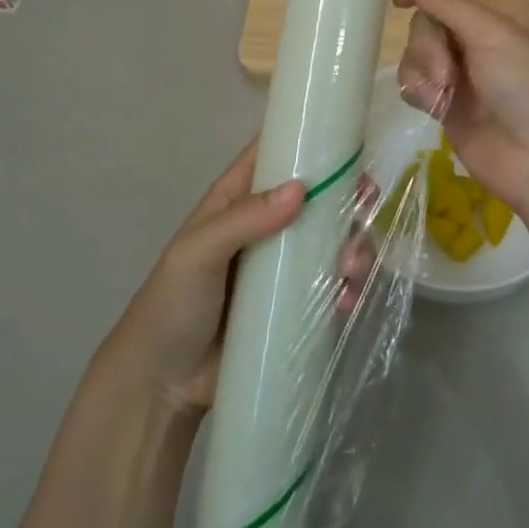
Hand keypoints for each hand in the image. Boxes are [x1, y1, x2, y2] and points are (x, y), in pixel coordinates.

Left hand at [99, 143, 375, 416]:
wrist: (162, 384)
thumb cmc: (172, 302)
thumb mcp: (198, 252)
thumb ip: (245, 219)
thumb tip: (301, 189)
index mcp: (238, 199)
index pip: (275, 154)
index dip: (309, 142)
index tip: (349, 142)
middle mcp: (266, 225)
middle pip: (316, 198)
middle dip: (345, 197)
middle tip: (366, 202)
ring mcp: (283, 267)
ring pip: (330, 242)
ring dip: (352, 246)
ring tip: (352, 267)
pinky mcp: (295, 306)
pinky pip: (331, 288)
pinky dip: (347, 288)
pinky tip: (347, 300)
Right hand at [393, 0, 528, 217]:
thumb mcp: (491, 34)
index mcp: (501, 13)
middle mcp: (482, 39)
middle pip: (430, 19)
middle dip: (428, 42)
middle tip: (445, 71)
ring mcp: (465, 73)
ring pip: (418, 52)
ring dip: (424, 69)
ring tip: (443, 94)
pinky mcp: (449, 105)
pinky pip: (417, 83)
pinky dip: (420, 92)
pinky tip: (434, 107)